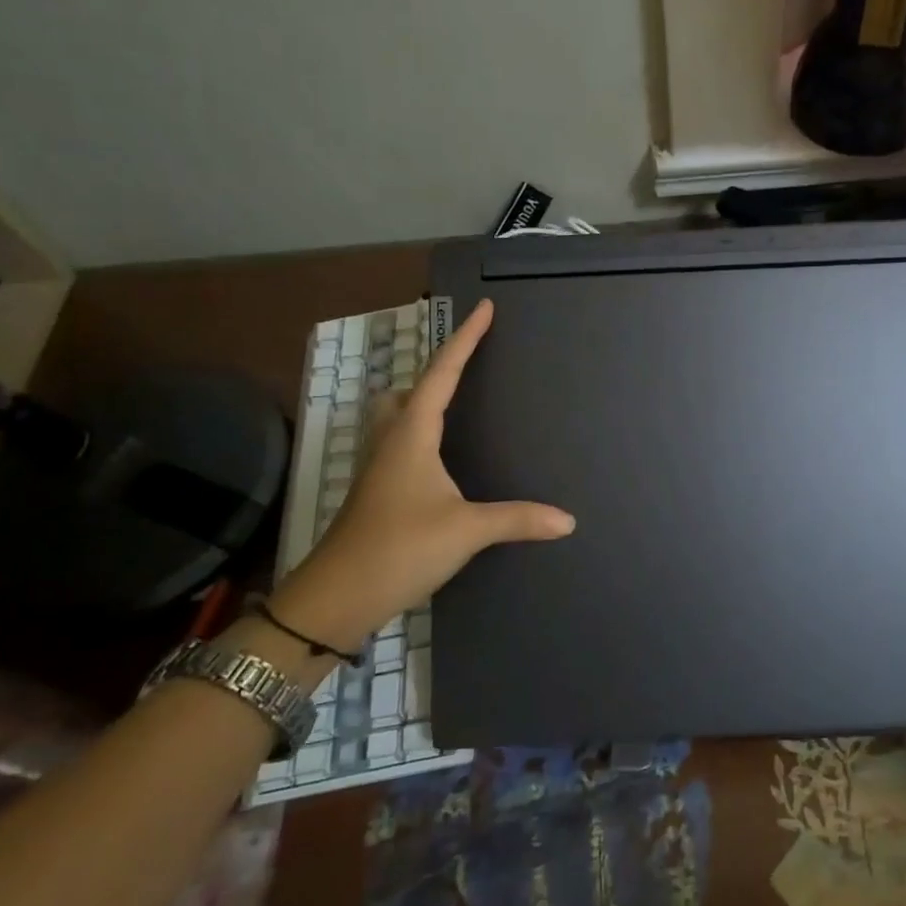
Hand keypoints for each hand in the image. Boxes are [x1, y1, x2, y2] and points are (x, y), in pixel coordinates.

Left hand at [279, 299, 573, 645]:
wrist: (336, 597)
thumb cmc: (399, 548)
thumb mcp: (466, 531)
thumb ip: (517, 519)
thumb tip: (568, 520)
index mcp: (413, 435)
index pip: (443, 373)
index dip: (465, 339)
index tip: (484, 308)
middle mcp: (392, 441)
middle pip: (411, 388)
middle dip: (438, 368)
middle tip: (468, 361)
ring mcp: (380, 467)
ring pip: (398, 415)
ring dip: (422, 399)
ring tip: (454, 401)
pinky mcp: (377, 492)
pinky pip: (400, 442)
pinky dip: (420, 431)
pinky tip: (439, 456)